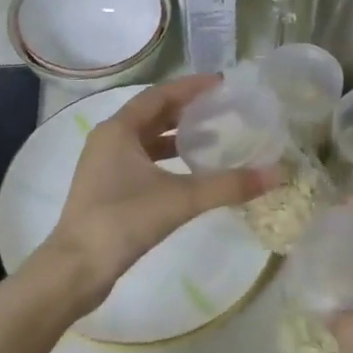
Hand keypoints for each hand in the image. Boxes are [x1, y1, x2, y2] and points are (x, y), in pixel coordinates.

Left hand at [35, 75, 273, 313]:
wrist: (76, 268)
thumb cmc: (123, 221)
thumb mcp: (180, 199)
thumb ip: (228, 185)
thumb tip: (276, 174)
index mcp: (119, 129)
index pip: (159, 95)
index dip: (191, 87)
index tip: (221, 84)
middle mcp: (108, 140)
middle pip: (152, 114)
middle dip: (186, 109)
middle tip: (222, 108)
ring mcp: (104, 165)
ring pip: (146, 139)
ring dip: (177, 135)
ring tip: (212, 137)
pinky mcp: (107, 188)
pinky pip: (141, 160)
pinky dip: (166, 159)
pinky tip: (189, 172)